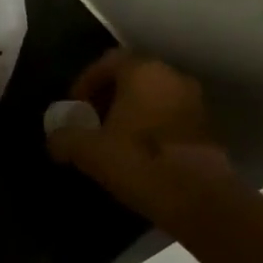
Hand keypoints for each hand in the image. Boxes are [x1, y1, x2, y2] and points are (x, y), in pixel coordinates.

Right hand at [46, 50, 233, 215]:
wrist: (199, 200)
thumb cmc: (139, 162)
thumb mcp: (88, 151)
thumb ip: (65, 138)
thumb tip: (55, 138)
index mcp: (143, 71)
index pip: (107, 62)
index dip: (85, 82)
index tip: (74, 107)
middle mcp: (172, 77)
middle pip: (132, 77)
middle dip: (108, 96)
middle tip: (91, 122)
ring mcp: (195, 102)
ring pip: (153, 97)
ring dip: (132, 112)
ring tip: (114, 140)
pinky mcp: (208, 128)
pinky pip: (170, 117)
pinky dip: (152, 127)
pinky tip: (139, 154)